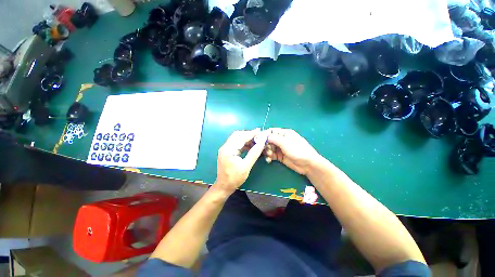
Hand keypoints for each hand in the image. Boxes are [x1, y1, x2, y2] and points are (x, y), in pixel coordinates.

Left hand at [214, 129, 266, 194]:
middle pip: (237, 135)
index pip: (241, 137)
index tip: (260, 131)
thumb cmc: (235, 178)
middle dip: (248, 134)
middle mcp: (225, 147)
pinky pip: (235, 144)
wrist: (224, 186)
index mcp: (228, 150)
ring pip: (236, 138)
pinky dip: (243, 143)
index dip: (251, 133)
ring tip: (256, 141)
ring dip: (245, 139)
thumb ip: (254, 153)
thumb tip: (262, 143)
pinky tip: (250, 147)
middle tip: (258, 136)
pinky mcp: (226, 152)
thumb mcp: (246, 166)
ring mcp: (225, 149)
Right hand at [264, 128, 320, 174]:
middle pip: (268, 140)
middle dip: (265, 145)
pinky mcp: (279, 156)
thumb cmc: (298, 151)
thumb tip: (263, 136)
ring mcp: (280, 148)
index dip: (264, 135)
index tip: (257, 140)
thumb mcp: (286, 143)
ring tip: (268, 156)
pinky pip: (271, 154)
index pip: (271, 131)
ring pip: (269, 148)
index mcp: (284, 133)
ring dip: (266, 152)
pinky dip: (268, 157)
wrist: (308, 165)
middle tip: (264, 150)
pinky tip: (269, 160)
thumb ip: (274, 138)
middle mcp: (281, 140)